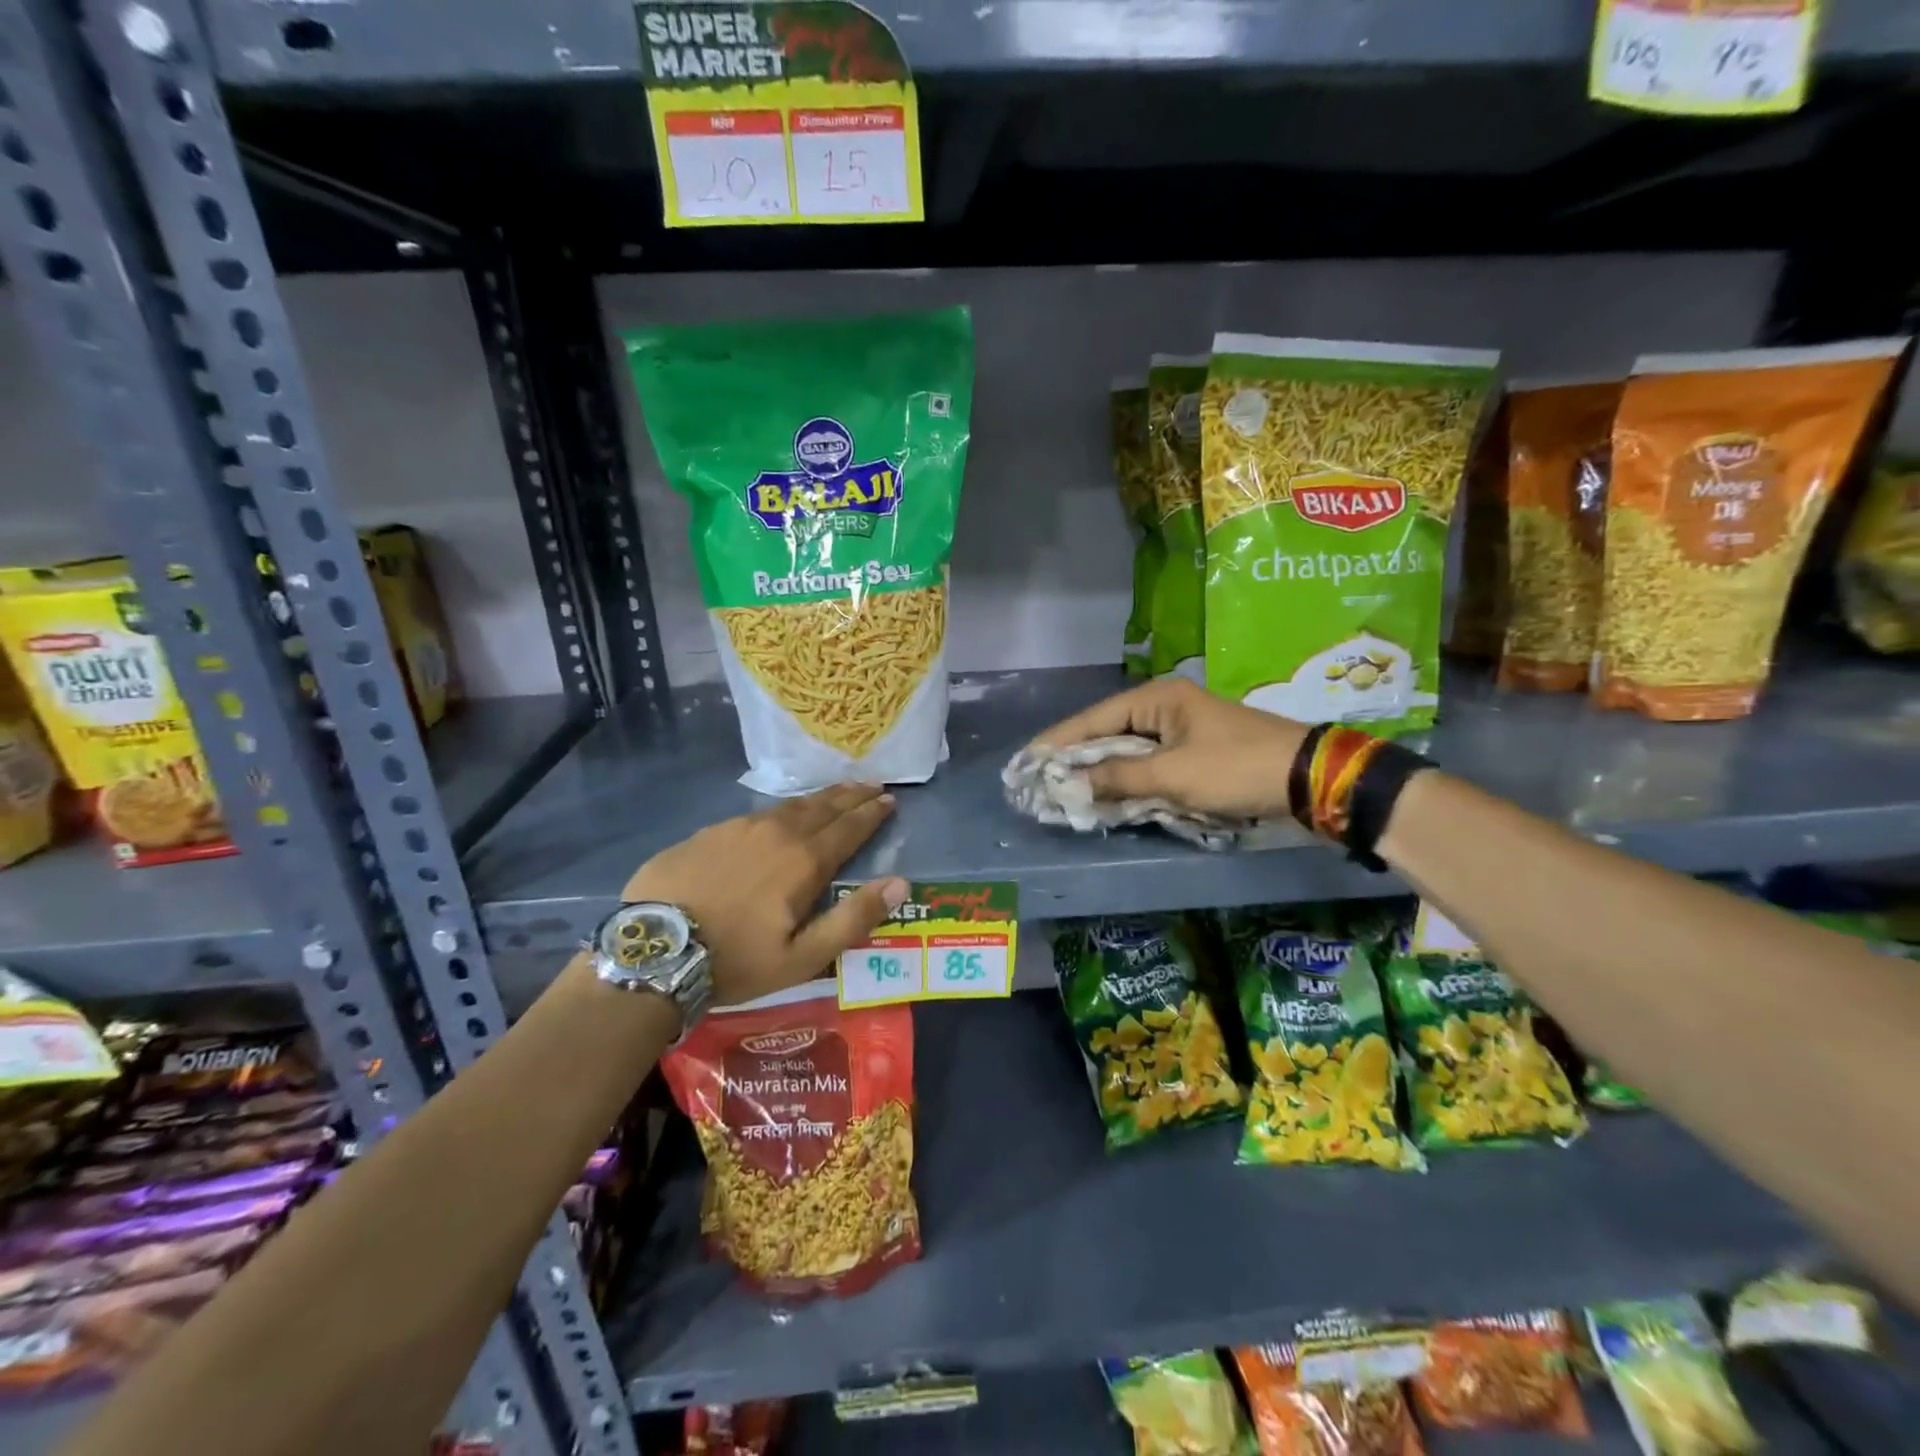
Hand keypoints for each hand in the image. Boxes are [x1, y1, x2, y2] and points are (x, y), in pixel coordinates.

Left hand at [621, 784, 907, 1006]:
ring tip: (835, 792)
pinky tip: (778, 817)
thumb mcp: (803, 956)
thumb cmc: (736, 961)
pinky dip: (779, 812)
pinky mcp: (708, 833)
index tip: (890, 800)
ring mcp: (738, 828)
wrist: (653, 953)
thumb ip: (854, 918)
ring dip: (818, 799)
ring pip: (788, 806)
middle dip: (851, 795)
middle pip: (823, 807)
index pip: (849, 828)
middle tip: (872, 784)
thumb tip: (900, 883)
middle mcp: (776, 833)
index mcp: (804, 861)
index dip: (872, 814)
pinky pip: (755, 816)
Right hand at [1031, 677, 1309, 819]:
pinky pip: (1149, 765)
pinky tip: (1107, 796)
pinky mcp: (1195, 752)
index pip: (1093, 719)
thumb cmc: (1235, 768)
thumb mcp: (1172, 775)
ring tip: (1064, 790)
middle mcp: (1164, 708)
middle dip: (1075, 758)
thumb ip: (1116, 778)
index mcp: (1156, 699)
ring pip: (1127, 751)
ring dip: (1101, 772)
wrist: (1309, 779)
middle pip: (1107, 732)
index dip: (1057, 743)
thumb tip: (1067, 785)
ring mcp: (1181, 730)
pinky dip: (1128, 780)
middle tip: (1040, 780)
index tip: (1025, 761)